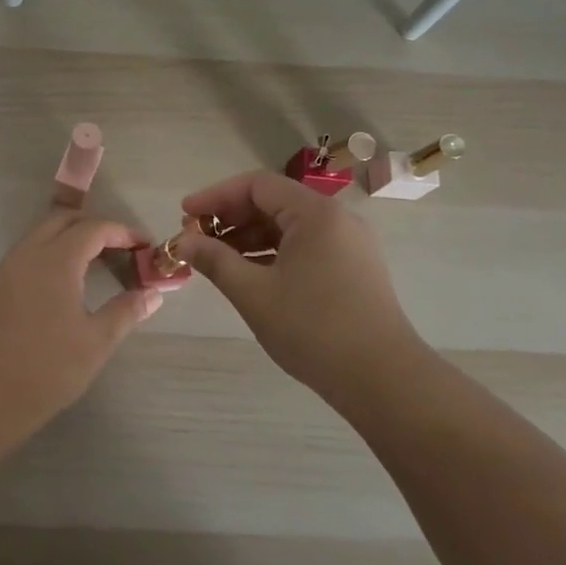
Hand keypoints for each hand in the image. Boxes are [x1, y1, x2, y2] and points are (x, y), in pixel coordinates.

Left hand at [0, 211, 164, 416]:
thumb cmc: (50, 367)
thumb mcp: (97, 340)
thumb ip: (126, 310)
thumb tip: (153, 293)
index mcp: (55, 260)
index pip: (93, 228)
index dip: (123, 232)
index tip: (146, 247)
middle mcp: (30, 253)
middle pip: (65, 219)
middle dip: (97, 226)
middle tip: (125, 248)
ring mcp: (12, 266)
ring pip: (45, 230)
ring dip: (74, 234)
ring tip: (103, 258)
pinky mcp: (2, 281)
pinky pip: (33, 248)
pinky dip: (56, 247)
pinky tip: (74, 275)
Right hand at [175, 172, 422, 398]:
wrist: (383, 379)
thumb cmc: (313, 329)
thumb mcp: (253, 293)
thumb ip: (214, 260)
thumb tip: (182, 242)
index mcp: (315, 214)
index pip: (256, 185)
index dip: (215, 196)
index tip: (185, 214)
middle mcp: (337, 219)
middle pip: (274, 202)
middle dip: (230, 217)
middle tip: (196, 239)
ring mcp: (349, 244)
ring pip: (289, 226)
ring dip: (249, 236)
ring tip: (217, 259)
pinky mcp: (354, 268)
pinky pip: (305, 246)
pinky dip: (273, 253)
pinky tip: (250, 274)